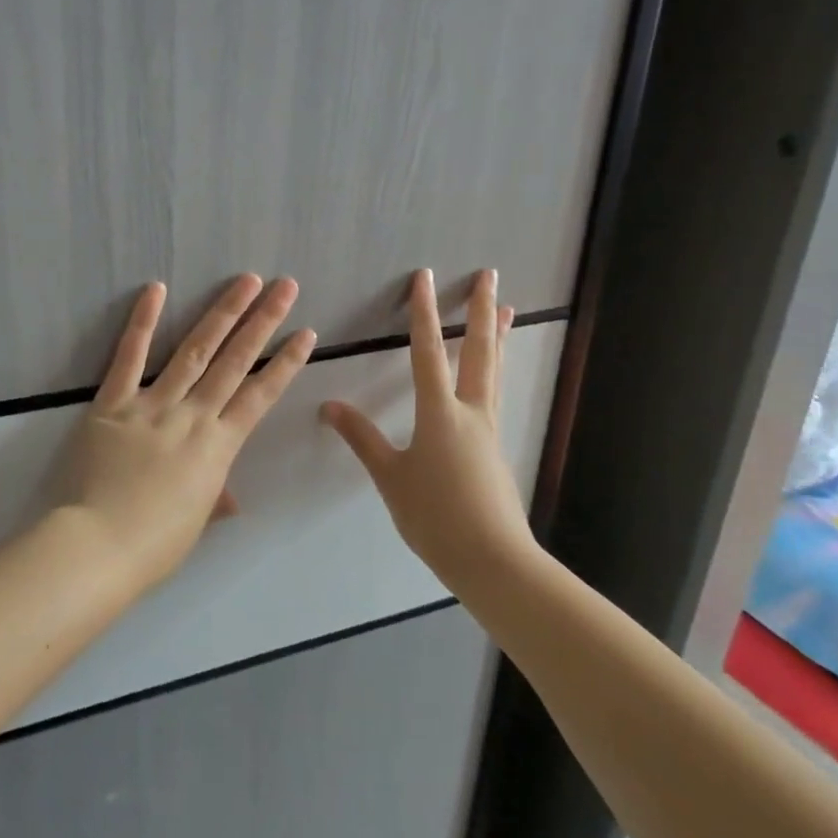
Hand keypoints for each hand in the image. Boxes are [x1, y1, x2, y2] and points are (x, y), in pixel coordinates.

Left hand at [66, 274, 315, 589]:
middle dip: (263, 321)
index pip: (261, 396)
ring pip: (194, 350)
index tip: (306, 333)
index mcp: (218, 447)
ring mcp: (154, 405)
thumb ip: (214, 498)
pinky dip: (141, 322)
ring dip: (223, 313)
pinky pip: (129, 357)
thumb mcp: (195, 522)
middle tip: (285, 286)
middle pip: (235, 362)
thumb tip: (231, 500)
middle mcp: (193, 416)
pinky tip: (157, 288)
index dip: (285, 363)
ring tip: (247, 281)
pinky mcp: (114, 403)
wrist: (100, 546)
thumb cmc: (154, 545)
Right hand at [320, 268, 532, 591]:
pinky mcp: (495, 449)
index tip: (424, 278)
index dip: (422, 312)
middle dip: (480, 311)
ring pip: (493, 371)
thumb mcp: (390, 477)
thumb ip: (362, 438)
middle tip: (490, 276)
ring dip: (497, 336)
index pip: (428, 352)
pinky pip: (494, 395)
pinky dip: (494, 370)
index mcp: (440, 413)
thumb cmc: (435, 516)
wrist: (492, 560)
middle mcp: (470, 412)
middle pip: (478, 351)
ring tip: (508, 310)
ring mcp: (488, 430)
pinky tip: (489, 376)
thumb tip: (330, 405)